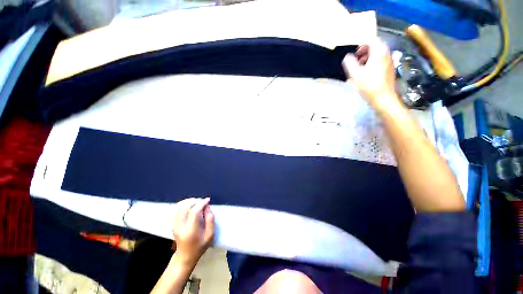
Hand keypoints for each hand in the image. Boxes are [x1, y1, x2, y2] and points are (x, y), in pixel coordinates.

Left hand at [172, 197, 214, 266]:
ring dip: (189, 201)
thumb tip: (207, 207)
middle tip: (202, 201)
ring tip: (197, 201)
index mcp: (191, 230)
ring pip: (179, 207)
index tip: (208, 200)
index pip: (194, 212)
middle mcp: (181, 227)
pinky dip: (182, 204)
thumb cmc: (200, 246)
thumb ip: (210, 220)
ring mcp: (175, 225)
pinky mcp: (173, 224)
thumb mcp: (210, 235)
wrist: (185, 256)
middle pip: (185, 207)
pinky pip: (175, 210)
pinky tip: (189, 204)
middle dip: (195, 201)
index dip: (201, 203)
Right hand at [342, 40, 400, 108]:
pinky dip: (372, 63)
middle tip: (355, 62)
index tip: (354, 55)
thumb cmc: (369, 85)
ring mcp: (389, 62)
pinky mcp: (389, 69)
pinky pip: (380, 61)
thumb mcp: (355, 74)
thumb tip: (346, 57)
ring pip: (378, 54)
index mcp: (379, 52)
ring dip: (367, 58)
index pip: (371, 40)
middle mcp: (387, 54)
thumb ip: (349, 63)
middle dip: (364, 52)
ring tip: (359, 69)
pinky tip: (366, 74)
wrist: (383, 98)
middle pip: (375, 46)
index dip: (361, 45)